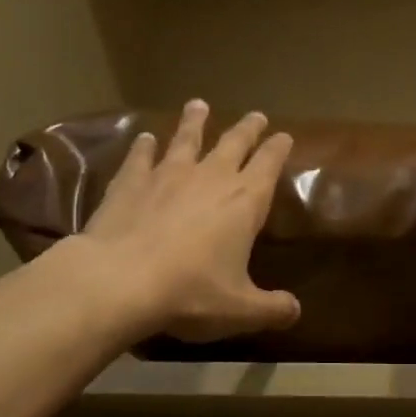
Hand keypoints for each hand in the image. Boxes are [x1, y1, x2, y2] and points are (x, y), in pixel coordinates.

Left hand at [76, 99, 301, 342]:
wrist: (120, 281)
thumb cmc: (190, 293)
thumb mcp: (240, 309)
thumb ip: (271, 309)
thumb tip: (295, 312)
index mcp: (244, 202)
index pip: (268, 165)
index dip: (278, 149)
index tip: (284, 135)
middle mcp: (210, 178)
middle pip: (233, 143)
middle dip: (248, 129)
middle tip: (256, 115)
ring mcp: (167, 175)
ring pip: (186, 139)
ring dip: (195, 122)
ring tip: (198, 104)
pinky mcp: (130, 182)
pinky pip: (141, 157)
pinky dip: (145, 146)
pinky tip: (145, 137)